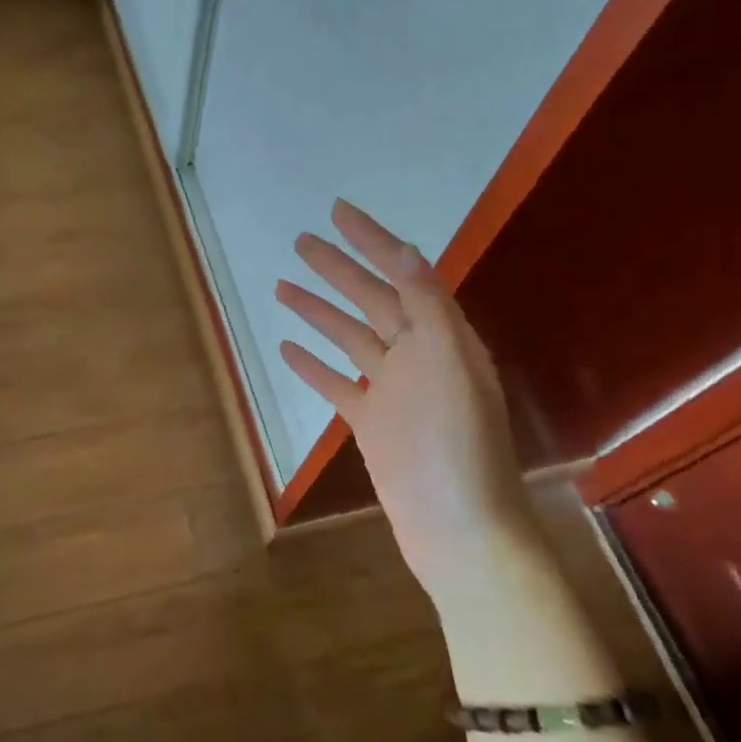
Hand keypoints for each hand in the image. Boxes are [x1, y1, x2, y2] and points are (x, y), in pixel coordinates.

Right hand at [276, 200, 527, 596]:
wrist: (458, 528)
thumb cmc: (457, 445)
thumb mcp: (449, 365)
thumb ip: (427, 307)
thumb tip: (405, 249)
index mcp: (442, 337)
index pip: (404, 274)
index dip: (372, 241)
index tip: (338, 213)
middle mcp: (418, 356)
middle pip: (371, 300)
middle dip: (338, 268)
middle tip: (301, 241)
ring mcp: (393, 390)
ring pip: (349, 337)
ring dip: (318, 311)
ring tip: (282, 285)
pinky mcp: (372, 422)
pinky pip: (336, 383)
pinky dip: (313, 364)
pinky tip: (287, 348)